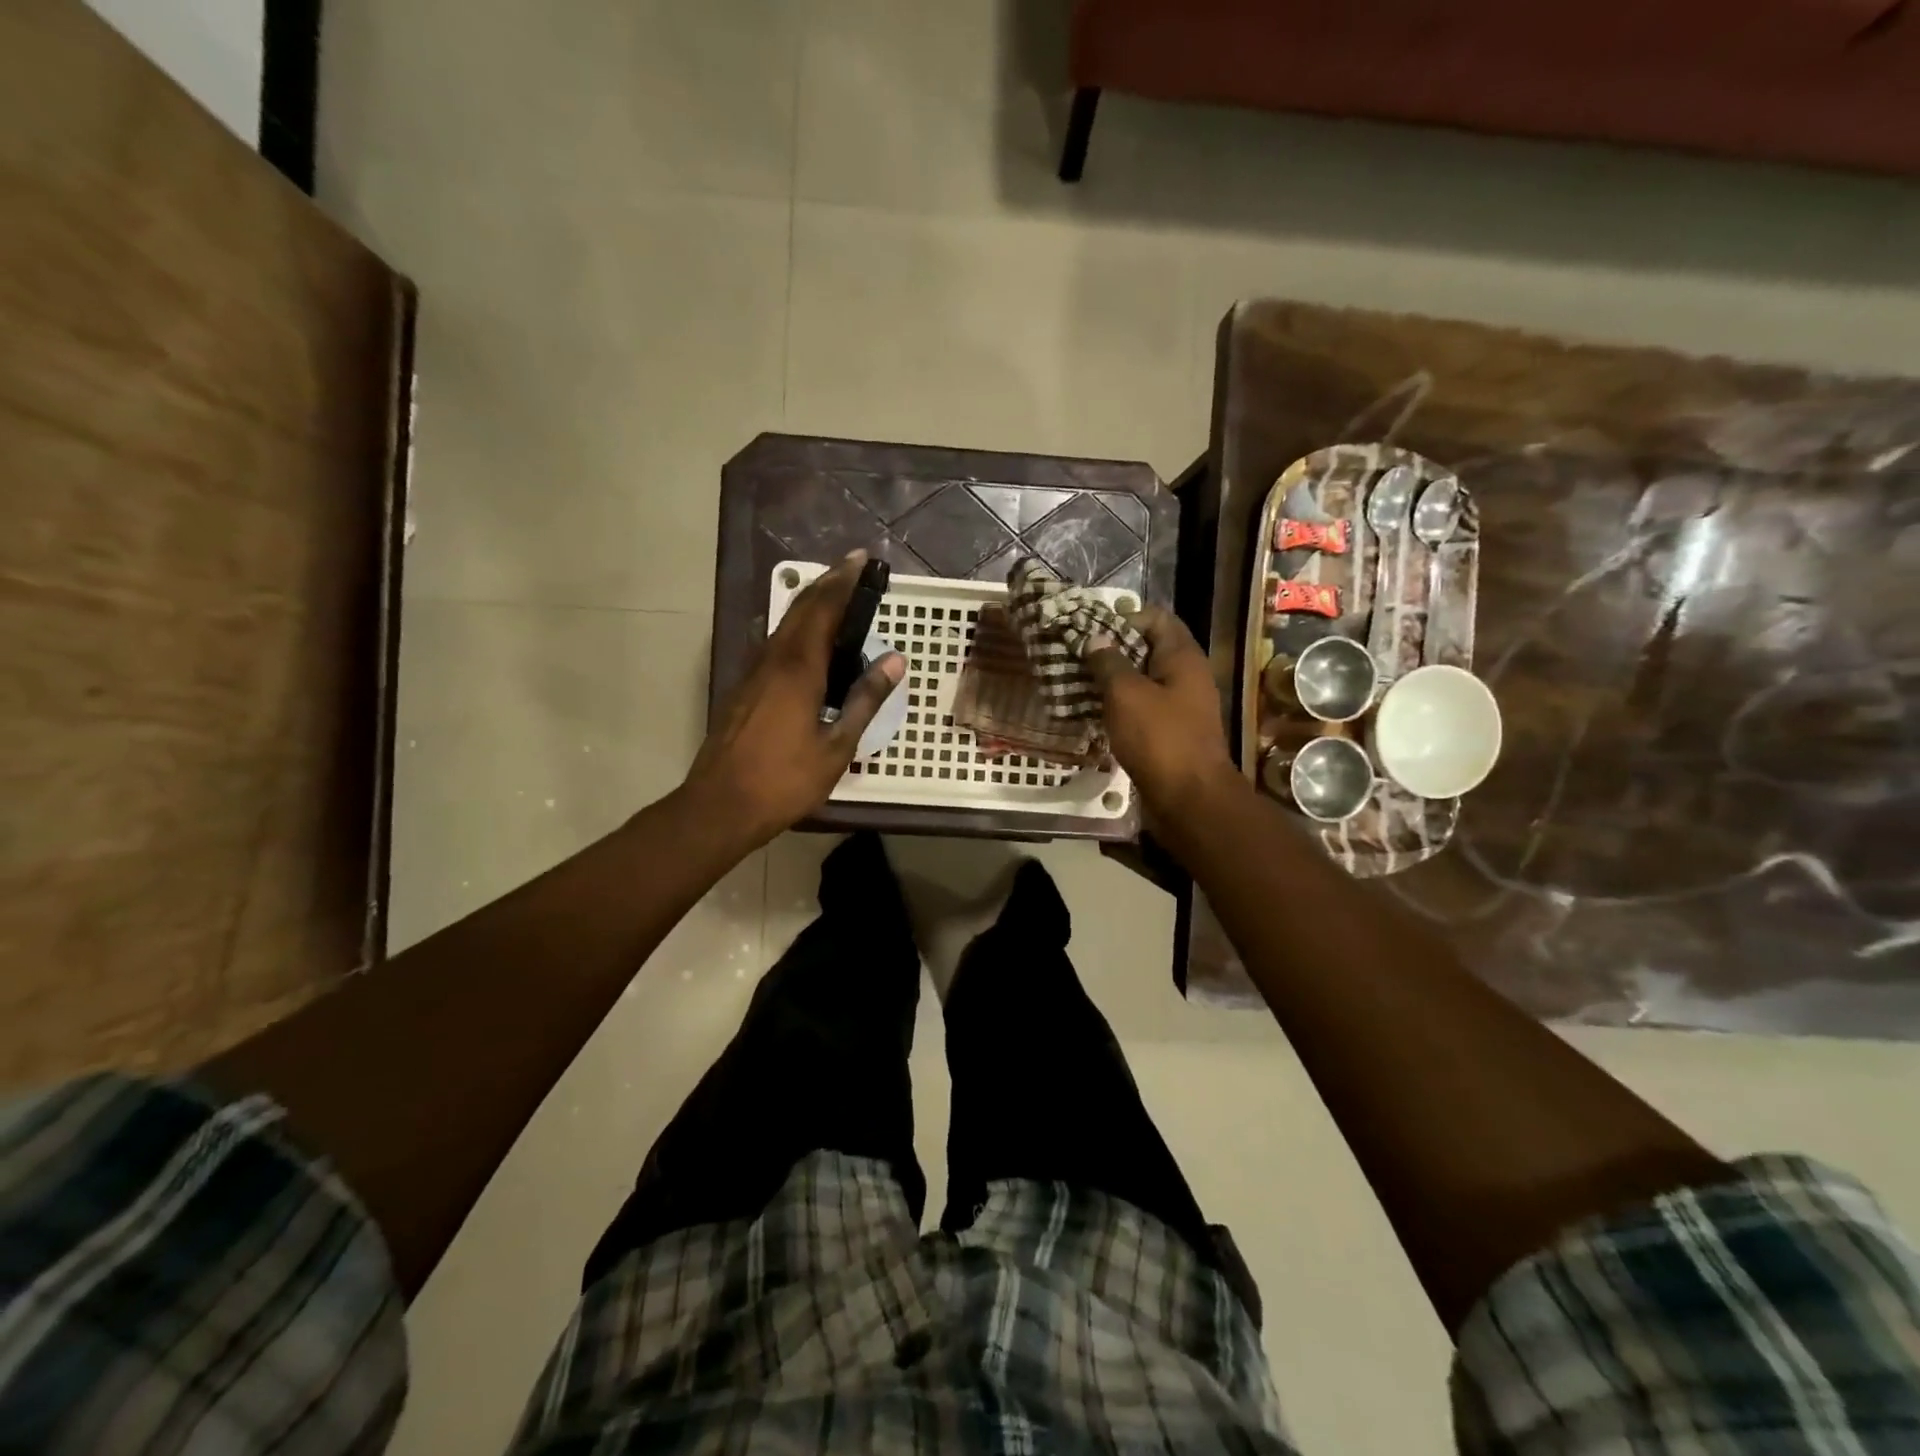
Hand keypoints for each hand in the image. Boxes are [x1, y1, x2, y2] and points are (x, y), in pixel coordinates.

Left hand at [685, 552, 903, 846]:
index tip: (862, 560)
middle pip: (800, 609)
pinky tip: (809, 645)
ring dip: (811, 606)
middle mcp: (772, 660)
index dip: (843, 581)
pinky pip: (775, 646)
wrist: (720, 805)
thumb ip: (865, 700)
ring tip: (837, 600)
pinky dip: (798, 631)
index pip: (823, 609)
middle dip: (828, 584)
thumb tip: (894, 661)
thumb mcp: (837, 746)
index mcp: (798, 669)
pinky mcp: (744, 689)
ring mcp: (753, 674)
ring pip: (784, 626)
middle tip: (854, 570)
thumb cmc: (784, 780)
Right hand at [1086, 607, 1240, 822]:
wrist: (1190, 799)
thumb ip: (1108, 662)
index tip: (1091, 631)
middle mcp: (1186, 676)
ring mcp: (1180, 706)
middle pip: (1148, 649)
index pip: (1156, 618)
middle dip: (1112, 650)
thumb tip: (1095, 639)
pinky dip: (1120, 706)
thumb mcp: (1126, 694)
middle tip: (1077, 656)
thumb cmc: (1159, 739)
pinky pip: (1143, 708)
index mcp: (1183, 657)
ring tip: (1077, 683)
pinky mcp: (1171, 732)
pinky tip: (1093, 713)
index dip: (1123, 618)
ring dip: (1112, 680)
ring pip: (1143, 681)